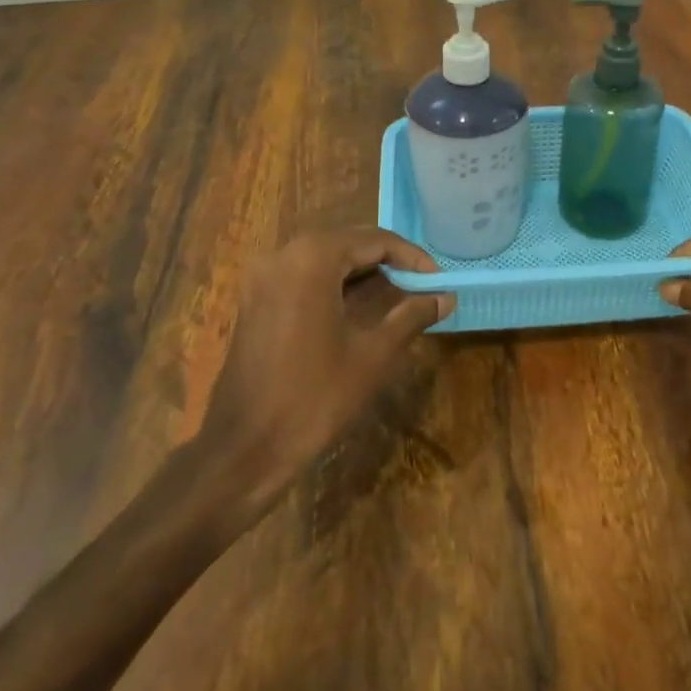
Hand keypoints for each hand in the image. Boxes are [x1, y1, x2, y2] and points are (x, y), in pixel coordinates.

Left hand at [195, 227, 449, 513]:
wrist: (244, 449)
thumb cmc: (315, 398)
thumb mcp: (374, 355)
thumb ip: (412, 316)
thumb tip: (446, 298)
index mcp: (313, 258)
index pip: (375, 240)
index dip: (413, 258)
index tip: (440, 280)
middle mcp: (284, 255)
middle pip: (349, 243)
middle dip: (389, 262)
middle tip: (424, 287)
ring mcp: (263, 278)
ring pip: (327, 259)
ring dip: (364, 274)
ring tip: (401, 296)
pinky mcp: (256, 301)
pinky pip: (305, 277)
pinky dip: (337, 285)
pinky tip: (363, 308)